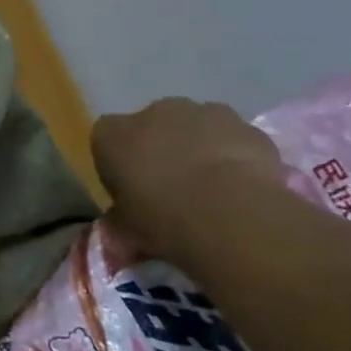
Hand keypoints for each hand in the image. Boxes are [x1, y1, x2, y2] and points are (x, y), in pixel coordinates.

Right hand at [90, 97, 287, 264]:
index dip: (119, 167)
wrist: (233, 214)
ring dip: (199, 149)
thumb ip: (119, 225)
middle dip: (161, 151)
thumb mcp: (128, 233)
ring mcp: (200, 113)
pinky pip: (232, 139)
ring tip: (214, 191)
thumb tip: (115, 237)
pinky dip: (235, 156)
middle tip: (174, 192)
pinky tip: (244, 188)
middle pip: (151, 128)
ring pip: (194, 128)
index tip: (132, 193)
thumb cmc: (164, 220)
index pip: (106, 142)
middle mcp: (151, 113)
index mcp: (111, 135)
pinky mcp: (243, 124)